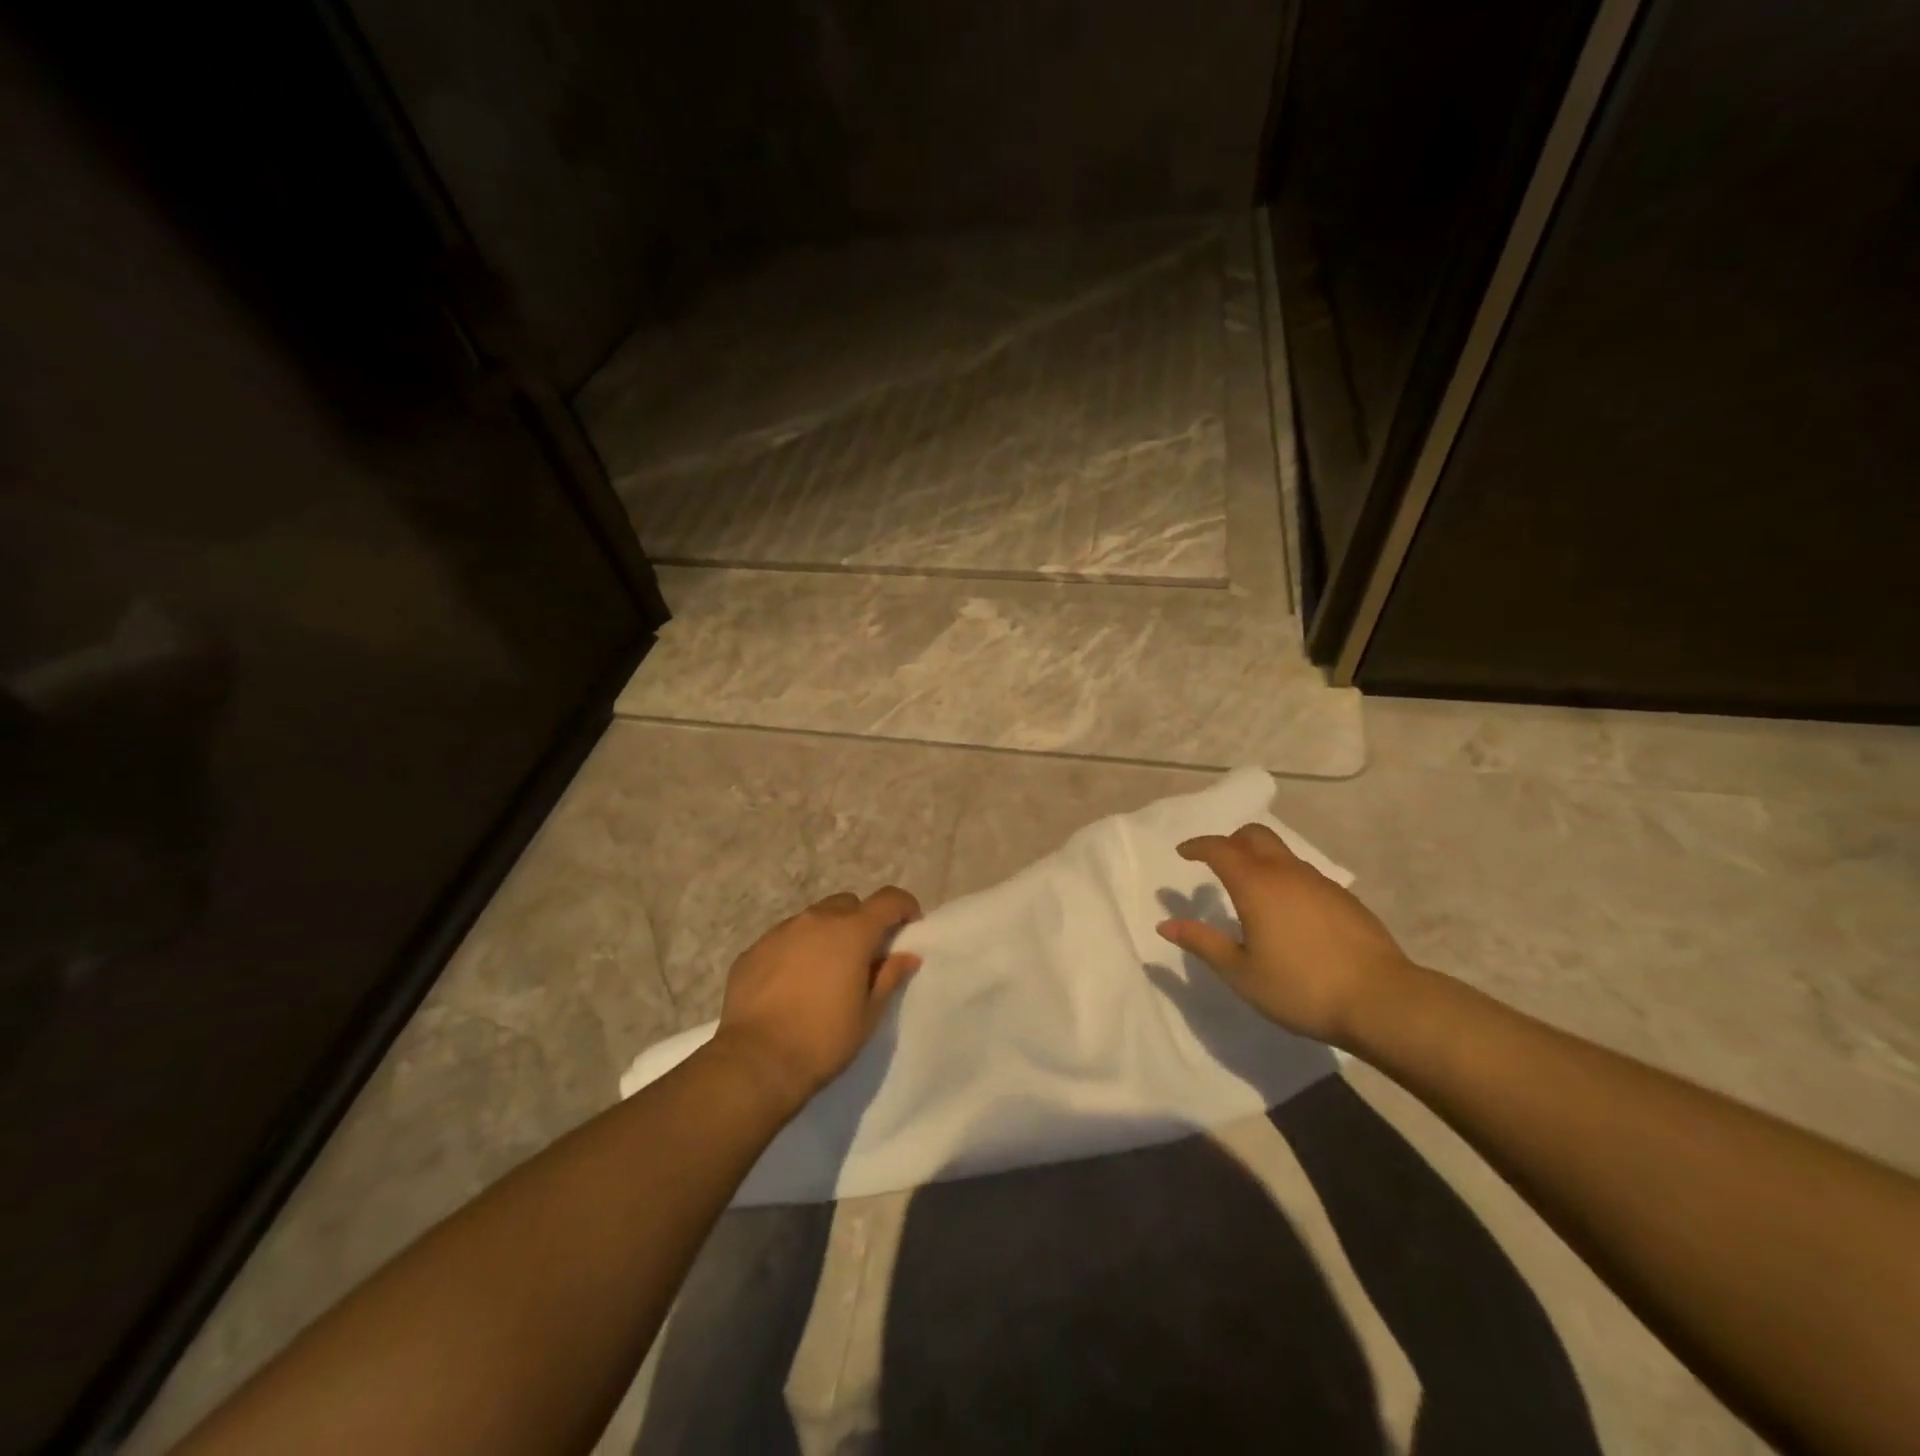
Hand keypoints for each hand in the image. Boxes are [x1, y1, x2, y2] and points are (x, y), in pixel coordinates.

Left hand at [710, 886, 922, 1110]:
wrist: (755, 1062)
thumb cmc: (823, 1040)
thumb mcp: (868, 1014)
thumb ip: (889, 977)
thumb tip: (907, 956)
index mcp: (852, 932)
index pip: (888, 900)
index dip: (903, 907)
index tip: (908, 927)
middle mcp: (816, 920)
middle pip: (848, 904)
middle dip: (861, 922)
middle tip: (863, 957)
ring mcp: (780, 932)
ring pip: (813, 919)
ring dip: (826, 935)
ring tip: (824, 973)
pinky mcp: (752, 950)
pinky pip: (783, 939)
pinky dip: (796, 951)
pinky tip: (791, 985)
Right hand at [1156, 824, 1414, 1048]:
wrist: (1382, 1001)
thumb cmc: (1301, 988)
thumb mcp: (1241, 972)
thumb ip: (1203, 943)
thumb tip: (1166, 923)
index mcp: (1256, 885)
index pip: (1220, 849)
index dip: (1198, 846)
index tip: (1183, 852)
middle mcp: (1287, 873)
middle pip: (1255, 836)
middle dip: (1230, 841)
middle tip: (1215, 861)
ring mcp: (1320, 883)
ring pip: (1282, 854)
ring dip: (1259, 859)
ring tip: (1250, 889)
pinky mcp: (1344, 899)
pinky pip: (1304, 875)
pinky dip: (1285, 878)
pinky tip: (1287, 912)